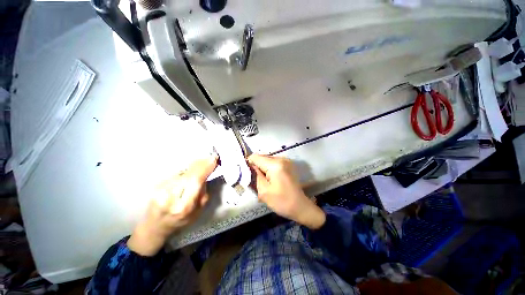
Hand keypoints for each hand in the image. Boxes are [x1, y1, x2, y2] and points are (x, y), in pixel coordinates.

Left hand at [128, 156, 217, 255]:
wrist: (155, 226)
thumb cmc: (181, 221)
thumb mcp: (198, 211)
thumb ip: (203, 192)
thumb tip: (206, 172)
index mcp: (183, 206)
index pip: (195, 181)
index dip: (205, 168)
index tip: (214, 158)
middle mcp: (169, 197)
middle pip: (188, 174)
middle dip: (201, 164)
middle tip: (210, 157)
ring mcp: (160, 190)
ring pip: (182, 171)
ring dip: (194, 166)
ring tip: (201, 164)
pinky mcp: (156, 185)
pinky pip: (175, 173)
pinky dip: (185, 170)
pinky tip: (188, 172)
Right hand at [248, 154, 324, 229]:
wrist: (300, 206)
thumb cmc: (282, 201)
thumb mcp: (263, 191)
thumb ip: (256, 176)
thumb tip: (251, 167)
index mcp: (275, 165)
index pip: (256, 157)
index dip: (248, 163)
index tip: (246, 173)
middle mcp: (281, 158)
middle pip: (262, 157)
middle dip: (256, 166)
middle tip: (254, 178)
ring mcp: (286, 160)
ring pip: (267, 159)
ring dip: (262, 167)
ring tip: (262, 179)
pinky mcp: (288, 164)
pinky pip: (273, 162)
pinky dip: (269, 168)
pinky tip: (270, 178)